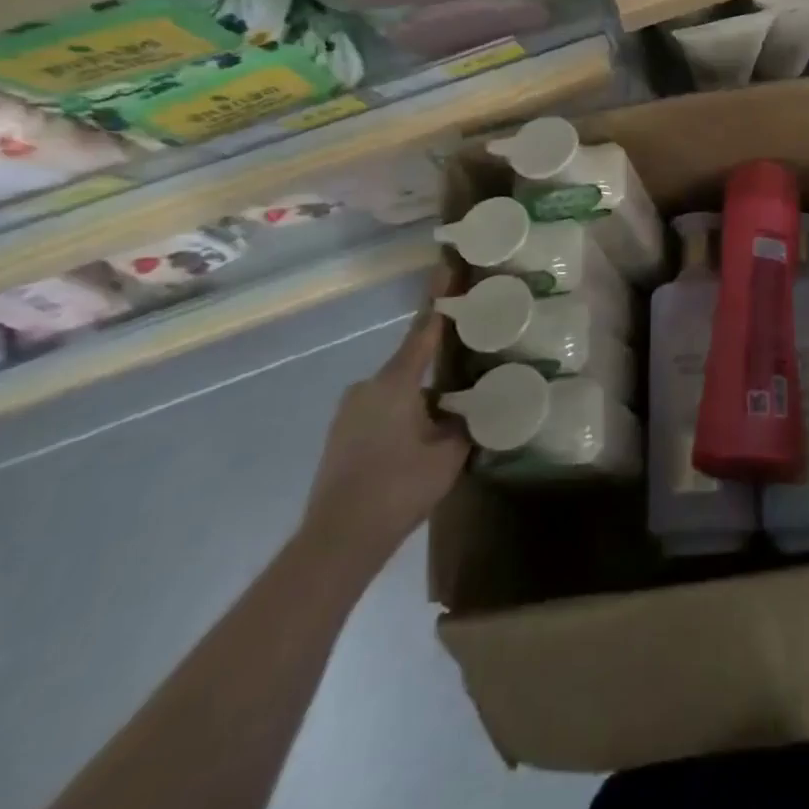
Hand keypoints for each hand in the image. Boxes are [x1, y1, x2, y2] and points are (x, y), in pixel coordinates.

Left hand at [299, 278, 469, 575]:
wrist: (336, 541)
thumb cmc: (397, 488)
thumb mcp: (448, 454)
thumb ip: (464, 423)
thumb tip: (472, 408)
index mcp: (395, 382)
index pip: (422, 331)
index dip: (437, 300)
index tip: (445, 267)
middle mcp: (367, 387)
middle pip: (411, 366)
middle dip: (437, 372)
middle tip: (465, 381)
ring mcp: (349, 411)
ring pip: (398, 393)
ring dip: (420, 401)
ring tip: (443, 425)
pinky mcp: (340, 434)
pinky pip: (382, 411)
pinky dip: (402, 418)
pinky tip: (417, 445)